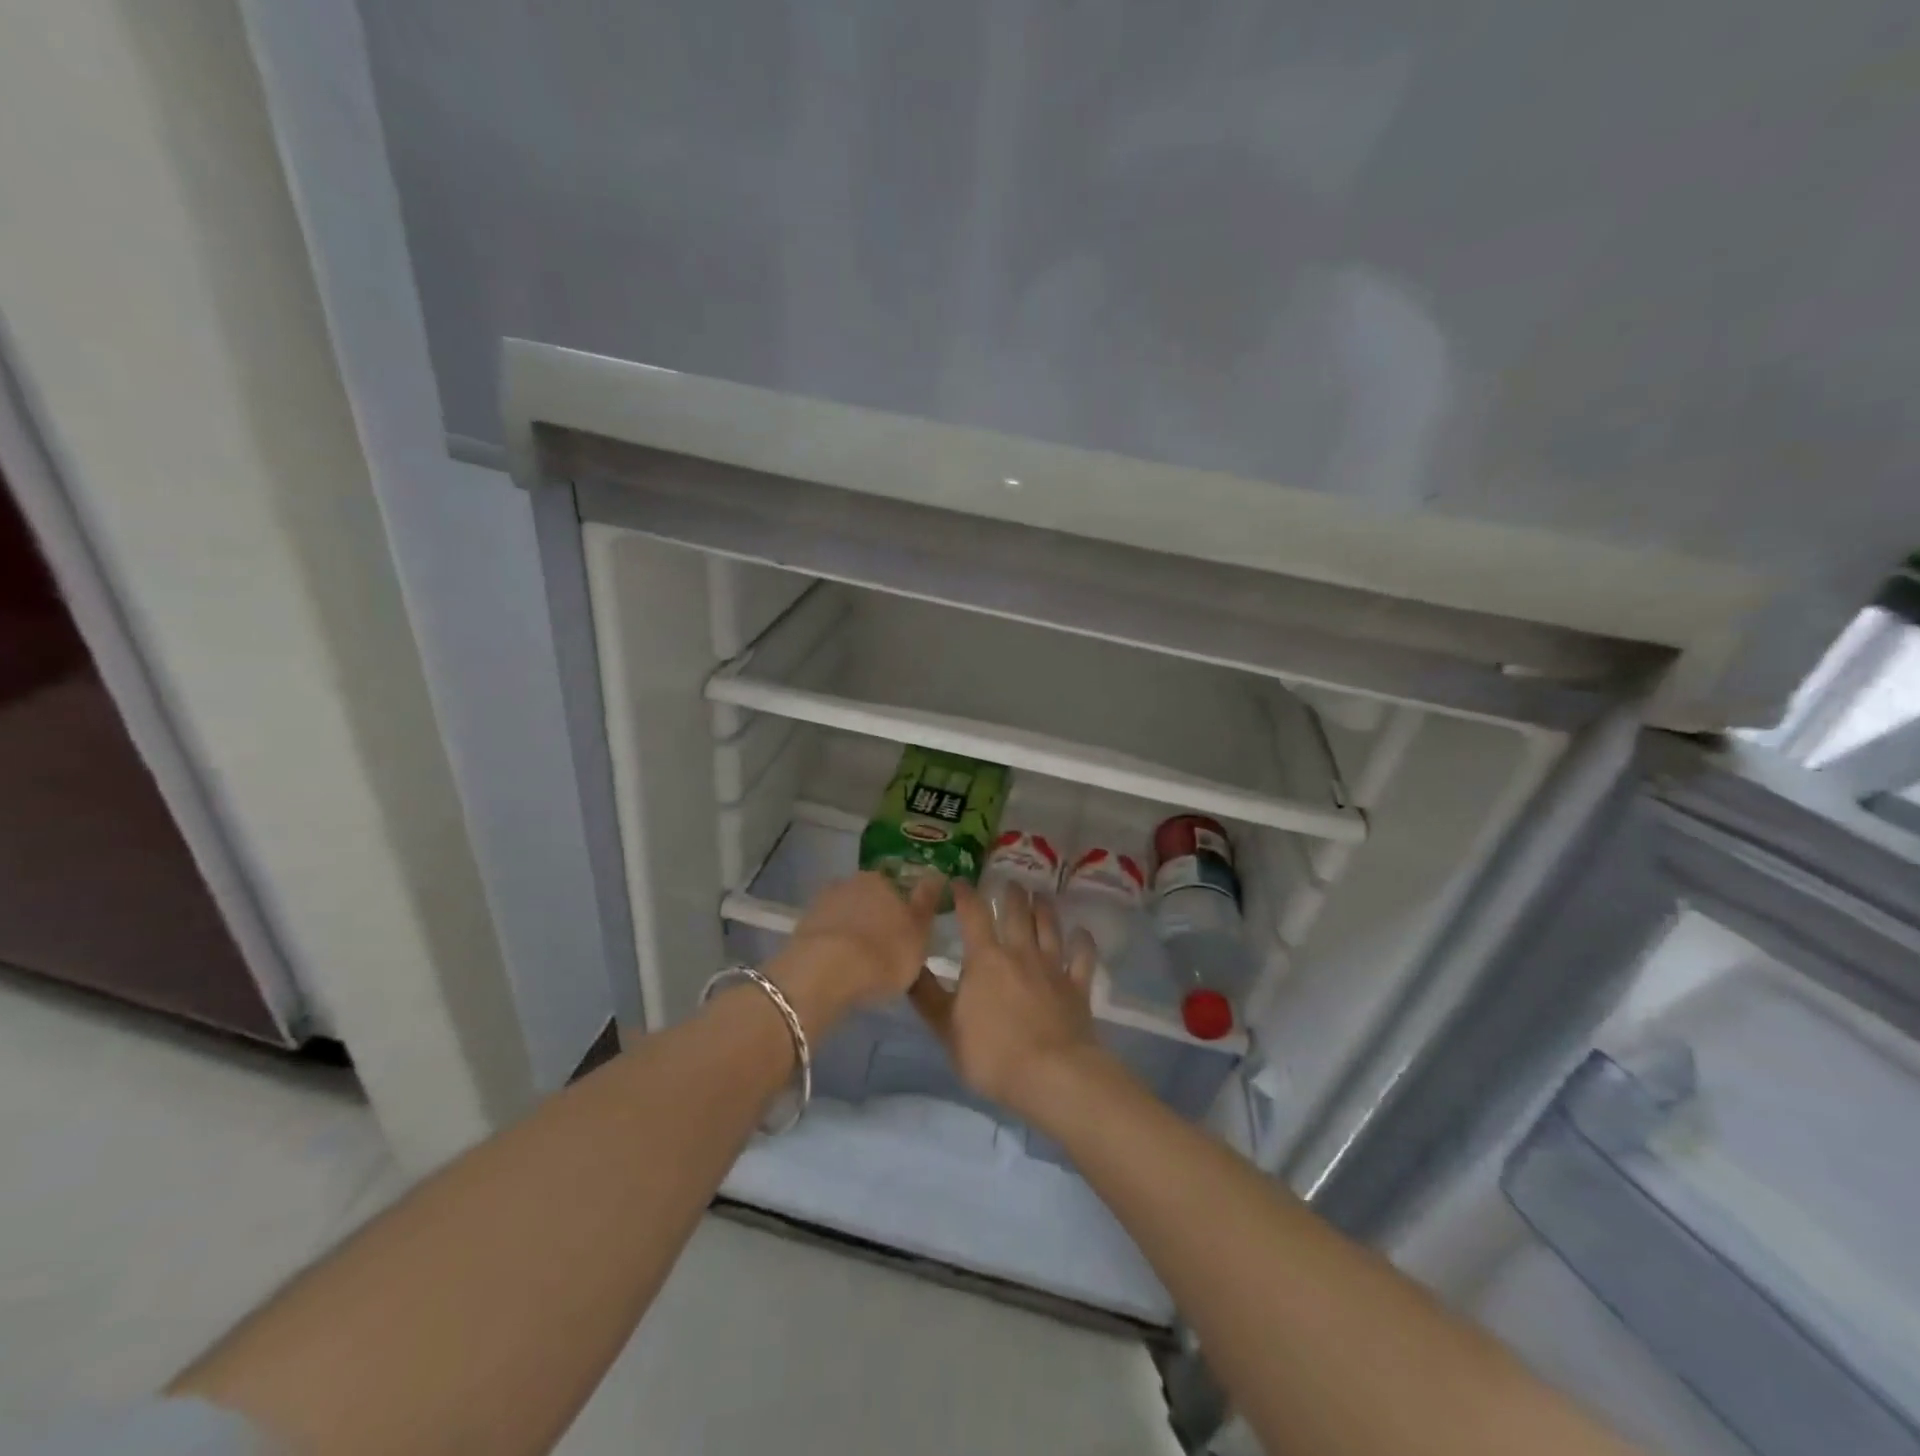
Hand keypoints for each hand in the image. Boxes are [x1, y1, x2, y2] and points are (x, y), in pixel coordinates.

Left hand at [766, 872, 943, 1037]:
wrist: (824, 973)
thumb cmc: (883, 954)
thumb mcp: (919, 933)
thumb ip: (927, 903)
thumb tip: (936, 874)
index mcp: (881, 880)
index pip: (896, 887)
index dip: (902, 909)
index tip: (904, 932)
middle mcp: (850, 883)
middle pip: (868, 898)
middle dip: (876, 917)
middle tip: (884, 948)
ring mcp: (823, 903)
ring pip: (846, 914)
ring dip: (852, 931)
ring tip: (860, 963)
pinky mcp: (802, 927)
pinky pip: (827, 934)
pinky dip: (834, 945)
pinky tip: (839, 967)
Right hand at [908, 880, 1099, 1117]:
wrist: (1052, 1075)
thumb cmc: (992, 1054)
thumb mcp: (946, 1029)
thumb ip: (927, 996)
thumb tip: (907, 966)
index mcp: (986, 959)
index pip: (973, 914)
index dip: (965, 894)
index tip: (959, 881)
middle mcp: (1020, 952)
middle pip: (1017, 913)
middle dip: (1011, 894)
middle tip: (1009, 882)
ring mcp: (1053, 967)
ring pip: (1049, 927)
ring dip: (1044, 908)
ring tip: (1040, 895)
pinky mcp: (1078, 987)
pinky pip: (1082, 957)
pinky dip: (1082, 943)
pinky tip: (1081, 933)